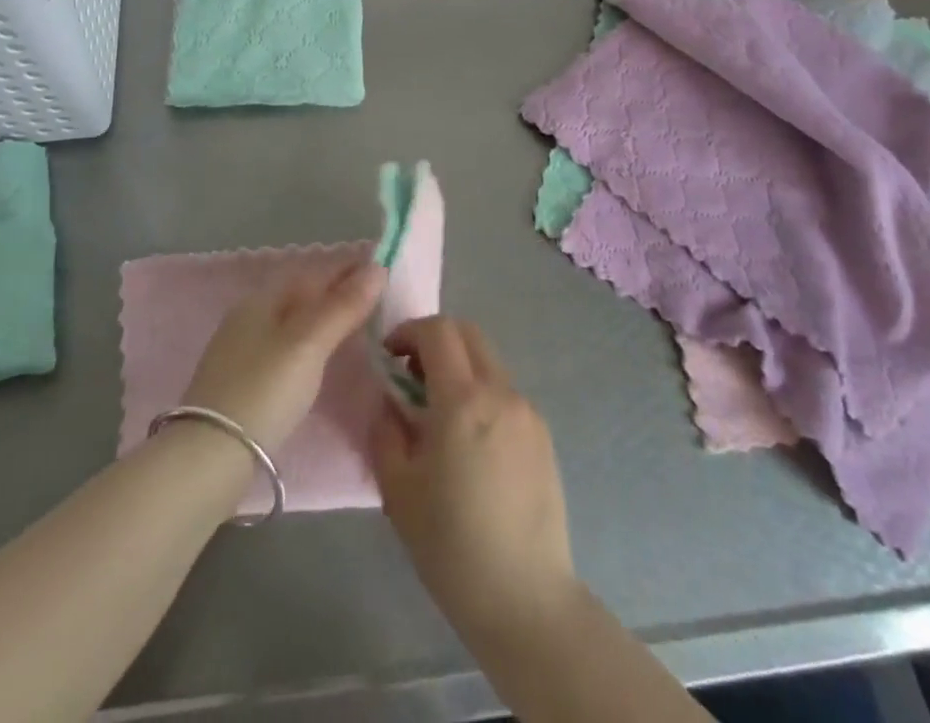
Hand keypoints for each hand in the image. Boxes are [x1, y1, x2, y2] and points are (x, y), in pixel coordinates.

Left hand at [180, 255, 384, 452]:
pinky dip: (310, 344)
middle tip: (377, 299)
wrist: (208, 458)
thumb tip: (378, 267)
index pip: (314, 272)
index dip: (349, 268)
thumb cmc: (264, 390)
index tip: (384, 269)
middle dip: (337, 292)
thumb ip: (343, 306)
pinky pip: (285, 347)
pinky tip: (321, 359)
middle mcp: (249, 317)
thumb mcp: (309, 344)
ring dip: (324, 318)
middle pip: (302, 295)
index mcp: (263, 299)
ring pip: (293, 322)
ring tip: (356, 326)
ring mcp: (241, 350)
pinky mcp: (241, 383)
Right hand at [371, 318, 577, 639]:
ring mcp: (527, 412)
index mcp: (463, 400)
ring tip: (438, 414)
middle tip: (411, 376)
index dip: (409, 331)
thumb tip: (389, 402)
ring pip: (488, 362)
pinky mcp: (543, 435)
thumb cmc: (452, 546)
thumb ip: (386, 431)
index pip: (438, 331)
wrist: (526, 599)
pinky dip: (481, 394)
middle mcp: (501, 392)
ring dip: (459, 368)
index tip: (389, 356)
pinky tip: (470, 443)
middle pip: (468, 333)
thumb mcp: (398, 489)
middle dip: (435, 340)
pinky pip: (505, 393)